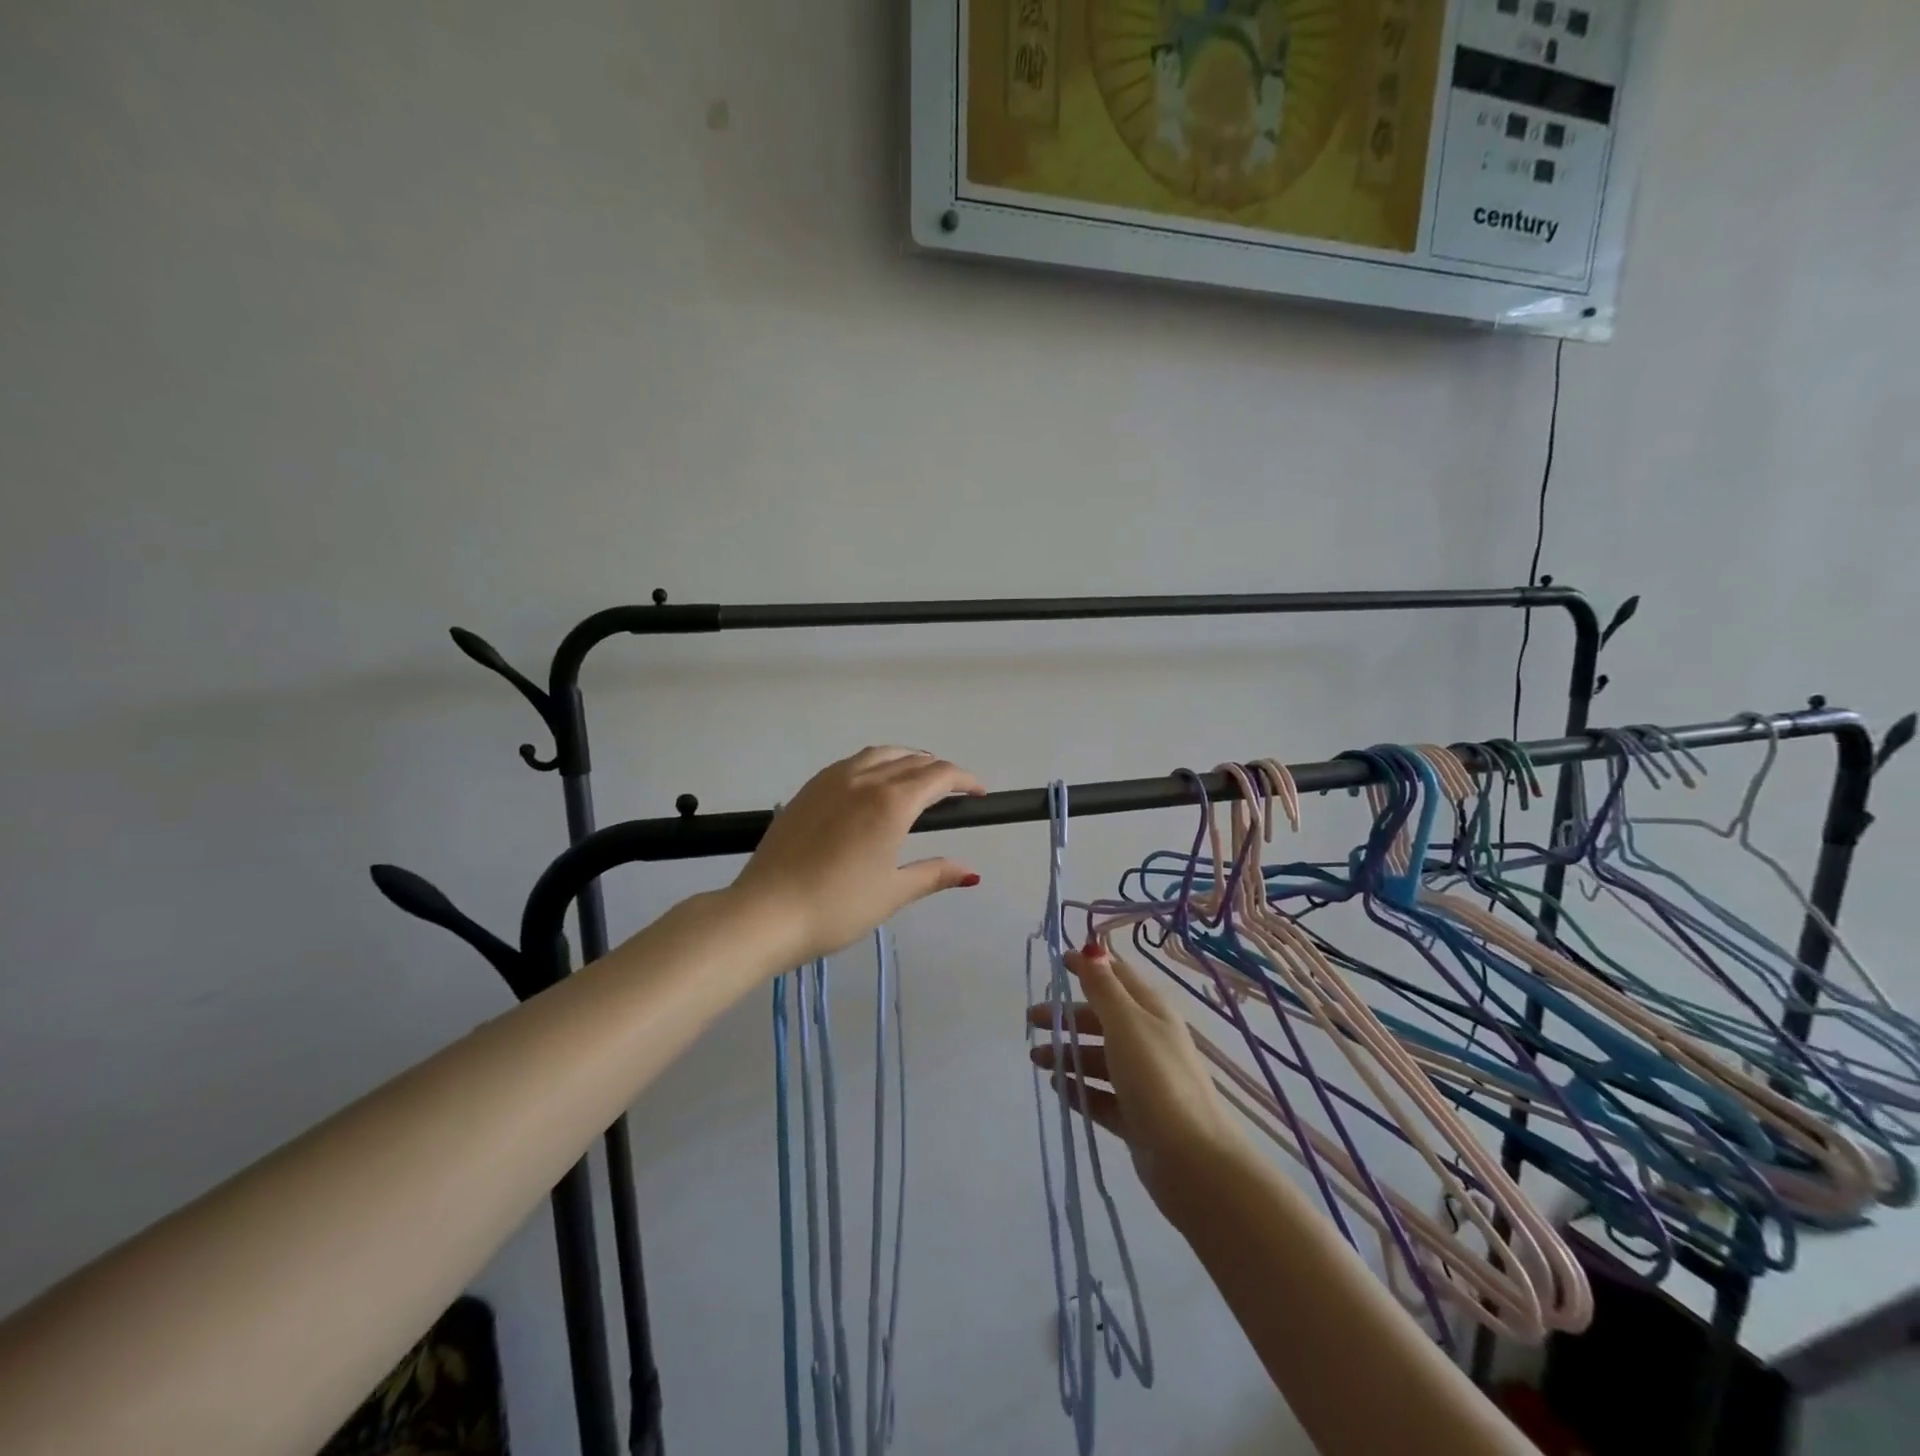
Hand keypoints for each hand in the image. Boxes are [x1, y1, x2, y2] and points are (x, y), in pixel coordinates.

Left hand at [730, 746, 984, 965]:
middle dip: (938, 771)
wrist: (765, 912)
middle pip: (911, 761)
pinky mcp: (807, 789)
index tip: (979, 793)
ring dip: (906, 759)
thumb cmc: (837, 906)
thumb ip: (933, 874)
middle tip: (954, 791)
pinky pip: (852, 762)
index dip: (964, 780)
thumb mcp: (892, 892)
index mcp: (891, 802)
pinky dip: (875, 763)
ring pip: (879, 754)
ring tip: (917, 777)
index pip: (938, 776)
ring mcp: (831, 780)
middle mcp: (864, 779)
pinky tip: (873, 784)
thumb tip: (971, 873)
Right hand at [1029, 943, 1249, 1223]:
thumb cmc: (1156, 1079)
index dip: (1089, 966)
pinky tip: (1057, 1088)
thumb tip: (1091, 949)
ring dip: (1068, 1053)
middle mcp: (1149, 1040)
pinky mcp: (1137, 1116)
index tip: (1057, 962)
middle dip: (1068, 1015)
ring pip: (1099, 1057)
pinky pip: (1101, 1095)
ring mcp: (1143, 1080)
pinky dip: (1079, 1088)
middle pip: (1102, 1018)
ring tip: (1036, 1059)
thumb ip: (1104, 988)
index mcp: (1151, 1012)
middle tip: (1032, 1020)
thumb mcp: (1126, 1024)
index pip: (1117, 977)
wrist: (1192, 1161)